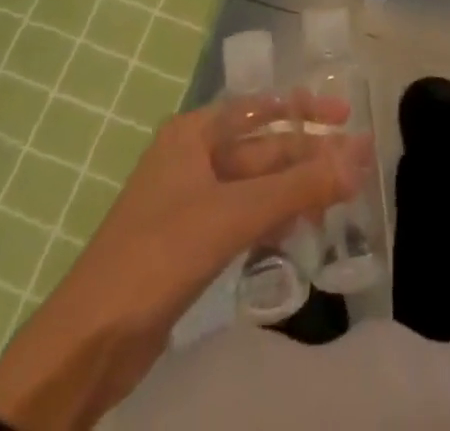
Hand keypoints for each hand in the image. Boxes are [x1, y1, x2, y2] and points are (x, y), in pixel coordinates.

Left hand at [0, 95, 374, 430]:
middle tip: (358, 166)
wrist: (89, 341)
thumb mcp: (233, 215)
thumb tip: (359, 156)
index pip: (261, 107)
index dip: (304, 109)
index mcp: (194, 133)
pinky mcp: (192, 242)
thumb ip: (298, 185)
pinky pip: (244, 217)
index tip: (347, 113)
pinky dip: (273, 218)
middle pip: (262, 148)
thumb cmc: (159, 255)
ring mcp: (191, 201)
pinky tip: (301, 229)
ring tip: (340, 199)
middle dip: (307, 156)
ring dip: (295, 190)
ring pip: (256, 185)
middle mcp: (193, 157)